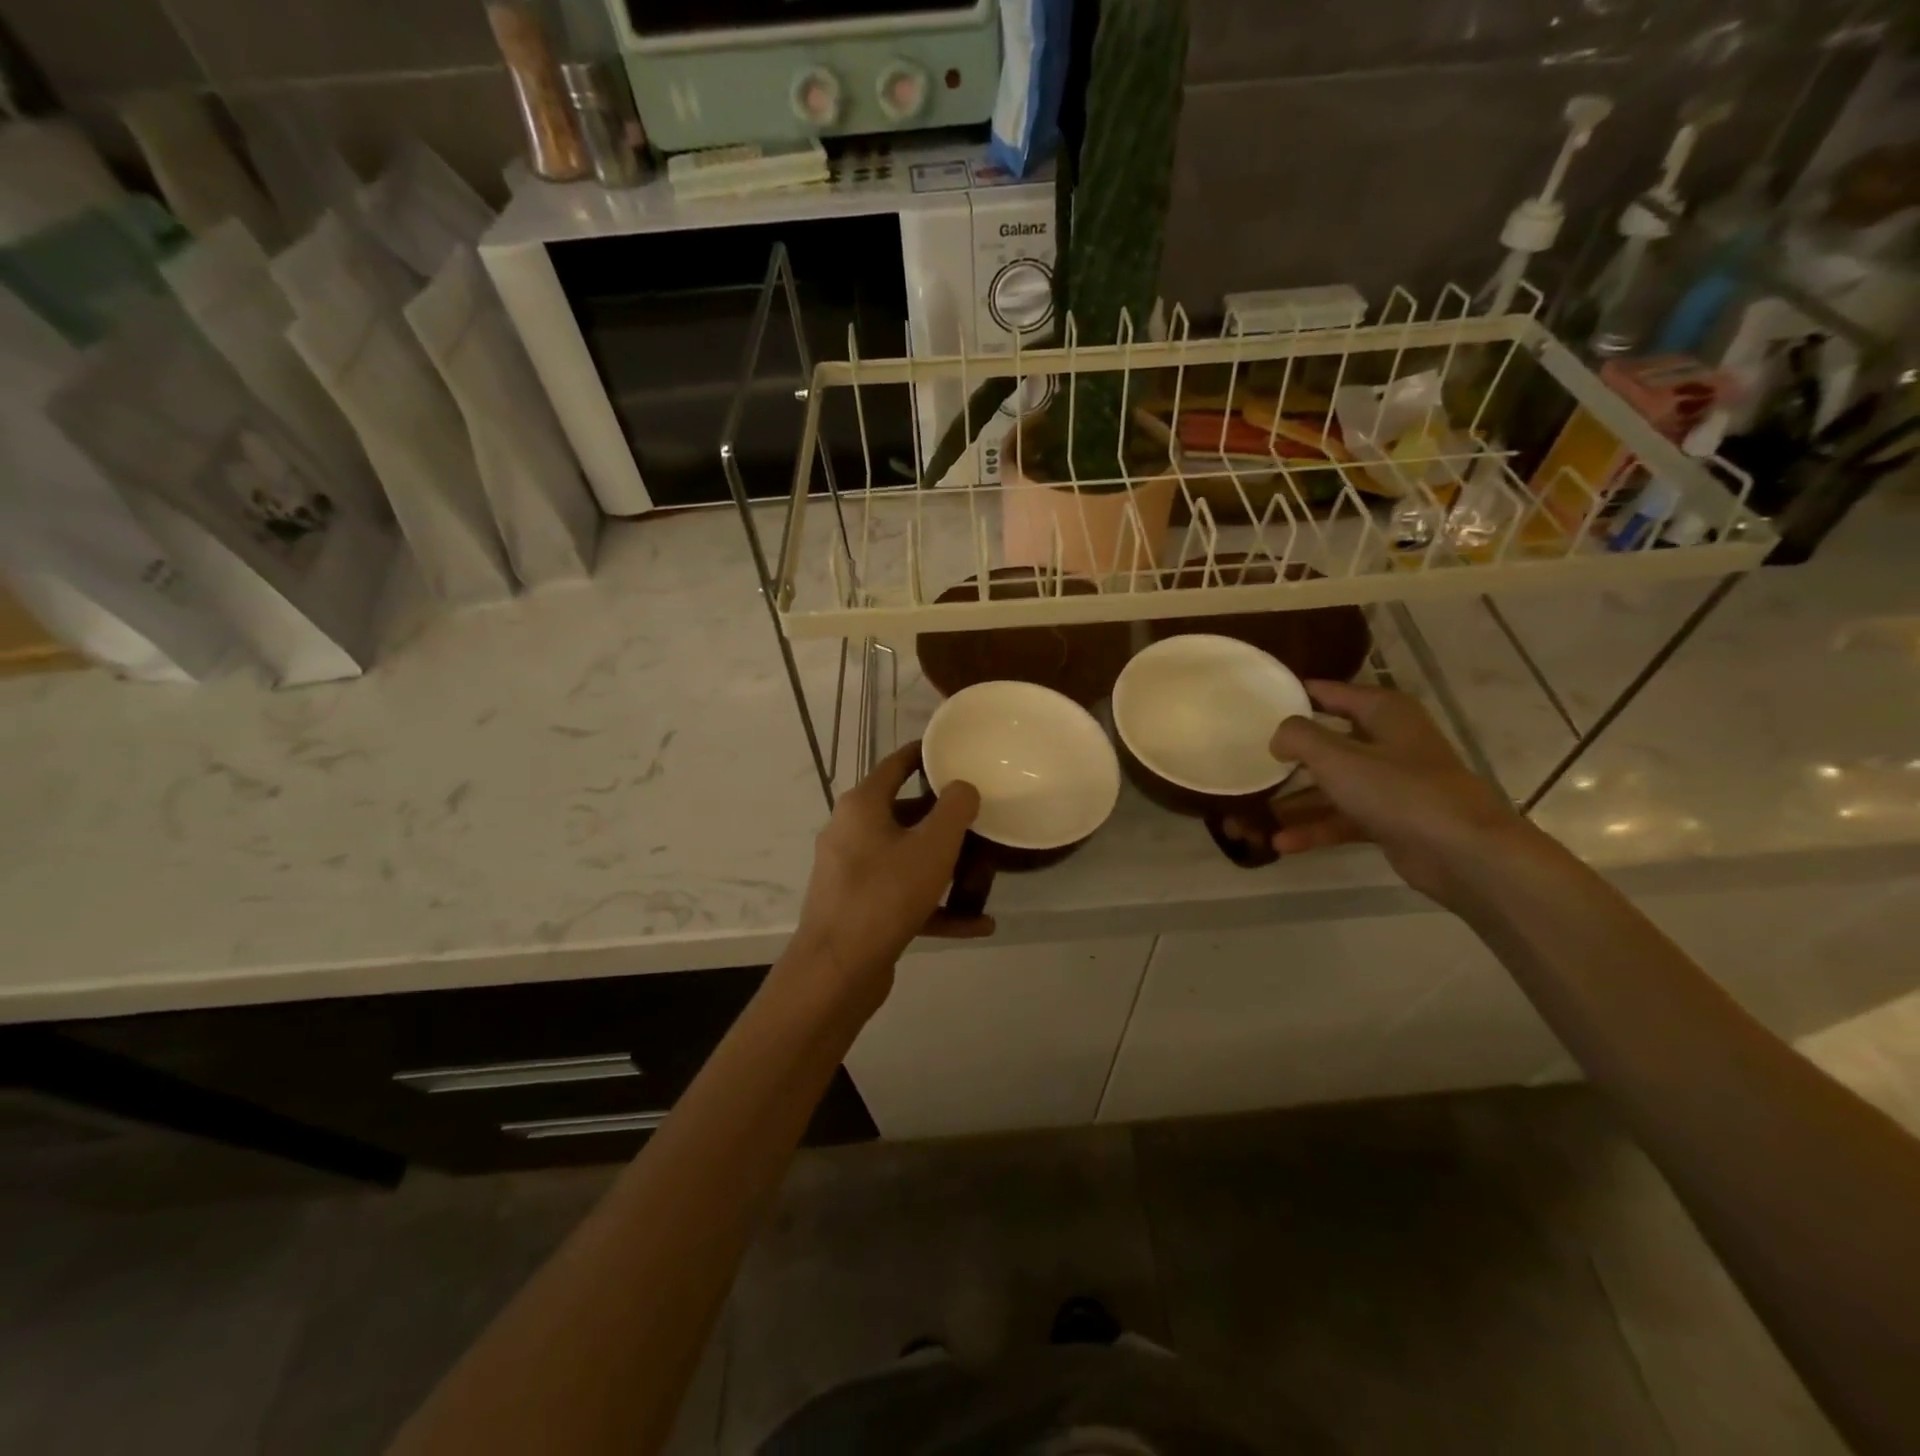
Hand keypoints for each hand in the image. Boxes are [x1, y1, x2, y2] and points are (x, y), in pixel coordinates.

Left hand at [787, 742, 989, 1010]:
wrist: (837, 970)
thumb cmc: (885, 894)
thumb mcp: (933, 846)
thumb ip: (955, 809)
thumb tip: (963, 788)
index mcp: (862, 806)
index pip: (895, 765)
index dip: (924, 755)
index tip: (954, 752)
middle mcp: (851, 832)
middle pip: (903, 813)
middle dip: (942, 817)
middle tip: (978, 816)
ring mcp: (852, 873)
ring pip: (905, 857)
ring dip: (942, 865)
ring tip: (981, 869)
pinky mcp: (859, 908)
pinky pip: (903, 896)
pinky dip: (935, 905)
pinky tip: (976, 923)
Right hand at [1265, 680, 1537, 908]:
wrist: (1464, 853)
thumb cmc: (1399, 790)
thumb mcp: (1337, 757)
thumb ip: (1299, 738)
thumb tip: (1278, 736)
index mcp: (1383, 712)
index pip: (1331, 692)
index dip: (1295, 695)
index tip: (1256, 703)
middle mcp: (1387, 742)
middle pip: (1326, 744)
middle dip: (1286, 759)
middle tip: (1247, 764)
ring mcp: (1389, 784)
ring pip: (1331, 787)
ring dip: (1294, 803)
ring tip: (1251, 818)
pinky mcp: (1390, 820)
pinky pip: (1342, 819)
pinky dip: (1314, 829)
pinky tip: (1280, 843)